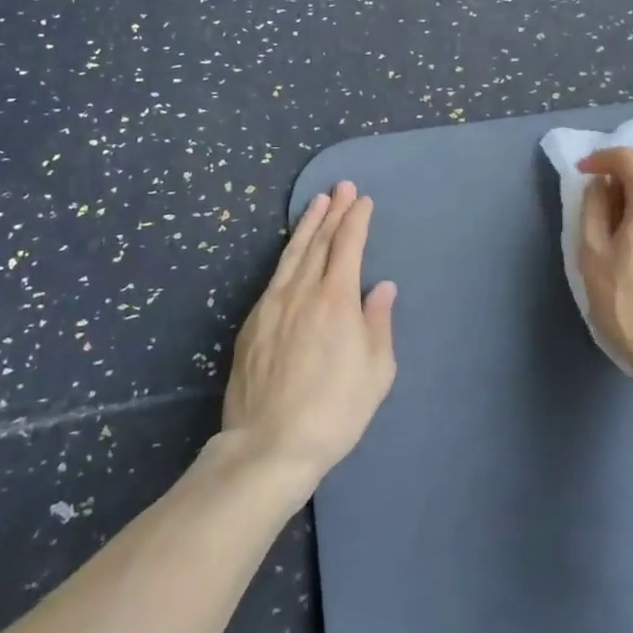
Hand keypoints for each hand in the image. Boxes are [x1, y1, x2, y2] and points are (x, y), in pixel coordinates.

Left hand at [222, 182, 397, 490]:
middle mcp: (302, 292)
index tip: (362, 200)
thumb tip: (381, 287)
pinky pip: (274, 276)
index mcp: (336, 300)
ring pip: (292, 254)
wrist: (269, 445)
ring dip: (307, 226)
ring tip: (316, 202)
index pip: (347, 246)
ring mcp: (272, 305)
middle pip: (319, 242)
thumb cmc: (335, 411)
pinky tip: (291, 251)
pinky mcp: (252, 323)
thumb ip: (378, 323)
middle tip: (341, 187)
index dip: (356, 220)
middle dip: (332, 212)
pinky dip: (286, 254)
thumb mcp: (376, 372)